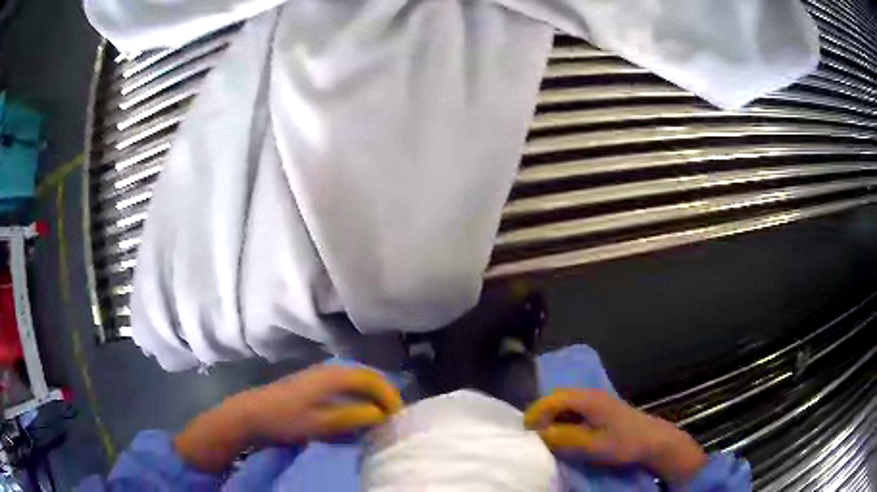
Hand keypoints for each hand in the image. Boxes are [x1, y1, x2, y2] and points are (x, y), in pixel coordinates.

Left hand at [175, 366, 402, 472]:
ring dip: (370, 396)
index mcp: (332, 376)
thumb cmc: (285, 419)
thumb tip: (380, 415)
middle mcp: (328, 369)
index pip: (371, 379)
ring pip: (354, 381)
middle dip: (383, 395)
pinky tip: (355, 412)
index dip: (389, 395)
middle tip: (392, 417)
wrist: (251, 413)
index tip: (398, 416)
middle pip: (365, 376)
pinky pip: (343, 386)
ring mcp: (318, 375)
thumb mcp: (321, 423)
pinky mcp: (311, 383)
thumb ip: (352, 417)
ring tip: (379, 417)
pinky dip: (356, 397)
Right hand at [524, 389, 706, 484]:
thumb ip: (564, 438)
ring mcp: (596, 399)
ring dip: (552, 417)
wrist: (653, 441)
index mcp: (588, 399)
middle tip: (533, 435)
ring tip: (544, 436)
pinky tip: (563, 433)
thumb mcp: (592, 445)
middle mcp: (590, 394)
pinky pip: (574, 408)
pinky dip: (563, 419)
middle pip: (557, 397)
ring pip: (565, 403)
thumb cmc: (624, 443)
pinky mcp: (601, 408)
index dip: (536, 413)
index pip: (553, 399)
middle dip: (541, 414)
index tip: (525, 432)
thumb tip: (539, 433)